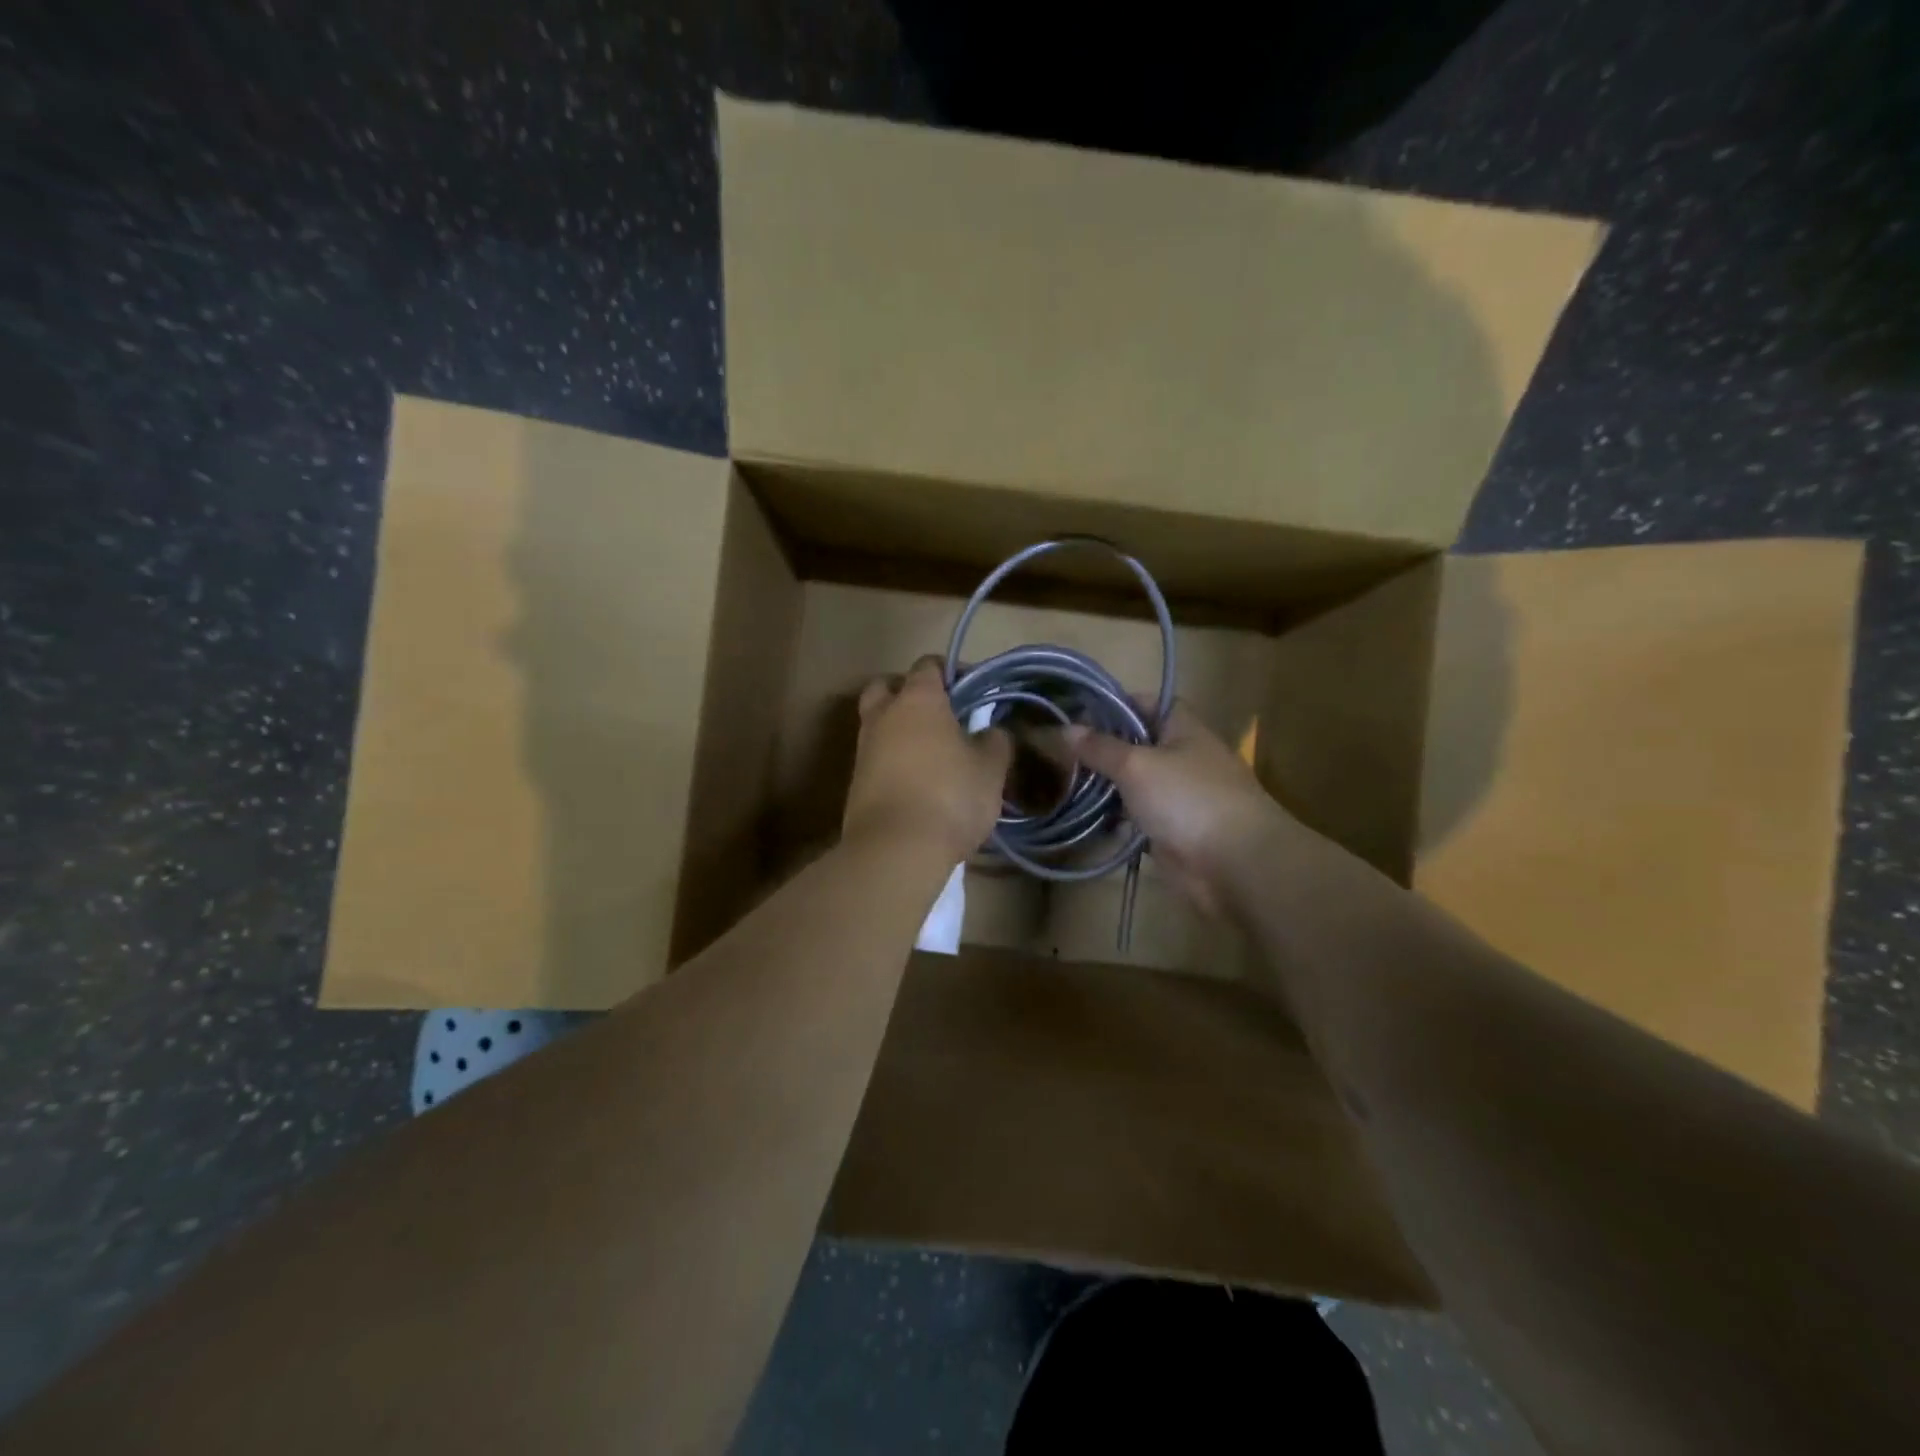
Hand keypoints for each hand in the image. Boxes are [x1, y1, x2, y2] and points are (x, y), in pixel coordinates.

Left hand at [844, 657, 1012, 861]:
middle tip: (940, 713)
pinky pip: (876, 758)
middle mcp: (883, 716)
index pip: (929, 665)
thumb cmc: (950, 796)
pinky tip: (918, 782)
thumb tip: (991, 732)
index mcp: (918, 700)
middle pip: (887, 687)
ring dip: (900, 730)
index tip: (974, 691)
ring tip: (933, 753)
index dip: (952, 672)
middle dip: (910, 692)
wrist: (895, 850)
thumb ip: (995, 742)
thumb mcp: (990, 769)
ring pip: (878, 724)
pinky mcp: (856, 784)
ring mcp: (864, 750)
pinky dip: (893, 761)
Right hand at [1066, 704, 1287, 915]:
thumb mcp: (1136, 765)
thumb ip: (1100, 748)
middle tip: (1060, 753)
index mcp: (1182, 729)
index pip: (1146, 703)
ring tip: (1062, 785)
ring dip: (1104, 786)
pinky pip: (1136, 818)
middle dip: (1101, 749)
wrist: (1235, 864)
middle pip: (1136, 745)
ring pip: (1134, 784)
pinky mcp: (1171, 830)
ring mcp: (1178, 796)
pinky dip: (1114, 819)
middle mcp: (1182, 757)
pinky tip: (1083, 819)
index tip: (1077, 713)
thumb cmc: (1187, 799)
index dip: (1114, 704)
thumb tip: (1065, 728)